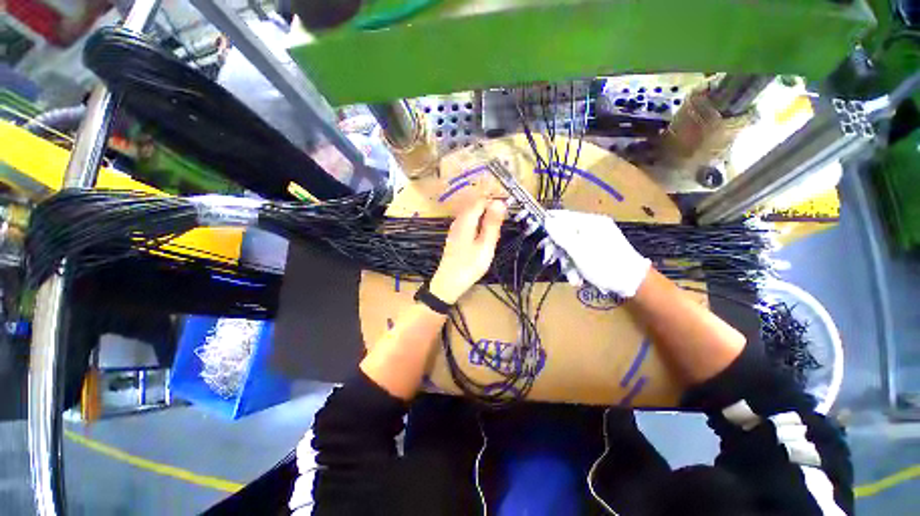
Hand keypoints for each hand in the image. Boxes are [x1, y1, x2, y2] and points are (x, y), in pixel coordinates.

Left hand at [429, 199, 506, 303]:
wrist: (448, 283)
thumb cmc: (469, 265)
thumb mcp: (485, 245)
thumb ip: (492, 223)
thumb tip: (500, 202)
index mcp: (466, 219)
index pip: (481, 200)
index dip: (495, 202)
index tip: (507, 212)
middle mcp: (459, 220)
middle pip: (476, 206)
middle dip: (491, 213)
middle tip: (499, 229)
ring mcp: (456, 228)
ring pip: (474, 216)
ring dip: (486, 222)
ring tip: (493, 238)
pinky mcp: (456, 236)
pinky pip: (470, 224)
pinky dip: (479, 229)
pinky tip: (483, 242)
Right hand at [543, 210, 650, 298]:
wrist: (633, 282)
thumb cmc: (604, 264)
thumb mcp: (579, 250)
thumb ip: (561, 234)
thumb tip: (546, 220)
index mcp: (590, 222)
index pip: (562, 216)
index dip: (547, 223)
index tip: (533, 232)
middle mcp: (593, 227)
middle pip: (564, 233)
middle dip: (558, 250)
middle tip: (549, 260)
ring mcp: (597, 238)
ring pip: (571, 246)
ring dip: (567, 263)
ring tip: (573, 278)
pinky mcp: (599, 250)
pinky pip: (580, 254)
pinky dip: (577, 266)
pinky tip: (578, 278)